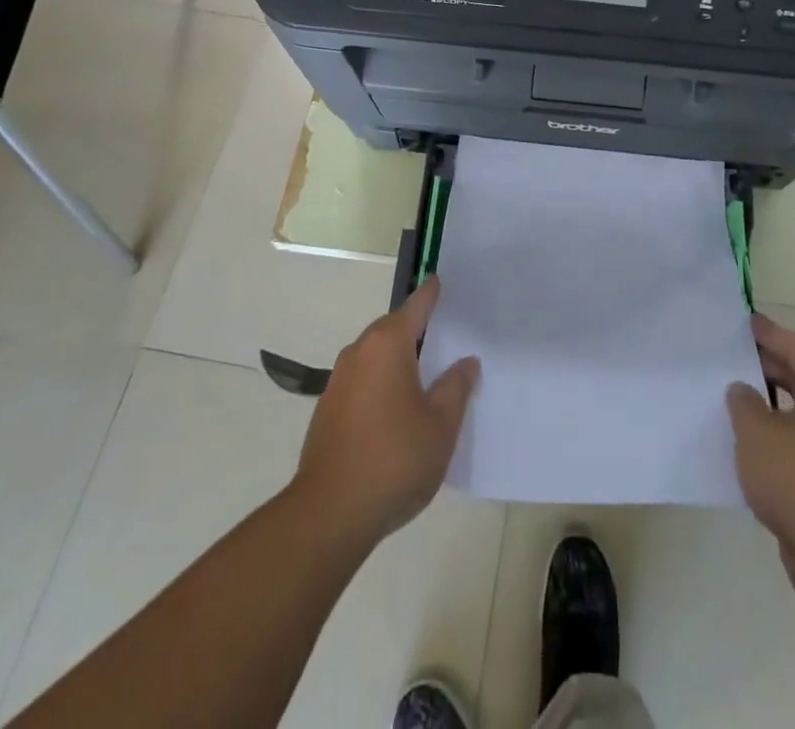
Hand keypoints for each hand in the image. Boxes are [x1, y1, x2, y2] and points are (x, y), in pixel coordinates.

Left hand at [291, 277, 479, 546]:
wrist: (329, 513)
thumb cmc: (394, 460)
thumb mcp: (441, 425)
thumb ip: (456, 387)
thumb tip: (466, 362)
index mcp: (388, 345)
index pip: (416, 306)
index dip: (431, 293)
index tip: (440, 280)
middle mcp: (359, 352)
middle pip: (393, 328)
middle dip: (417, 329)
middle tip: (446, 333)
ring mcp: (339, 381)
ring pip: (376, 355)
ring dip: (399, 358)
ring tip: (427, 374)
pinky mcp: (329, 409)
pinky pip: (364, 380)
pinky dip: (383, 381)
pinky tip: (398, 408)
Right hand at [727, 315, 794, 598]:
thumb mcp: (757, 430)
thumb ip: (743, 401)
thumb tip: (742, 390)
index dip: (766, 334)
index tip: (740, 321)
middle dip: (763, 369)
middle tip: (726, 356)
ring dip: (766, 408)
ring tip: (726, 396)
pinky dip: (773, 441)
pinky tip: (742, 443)